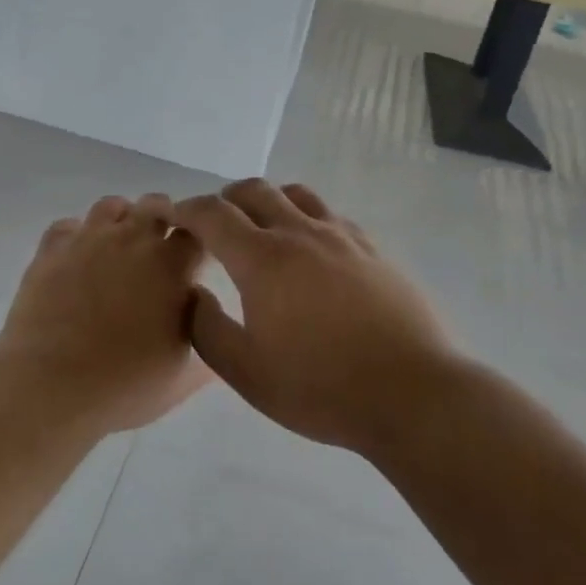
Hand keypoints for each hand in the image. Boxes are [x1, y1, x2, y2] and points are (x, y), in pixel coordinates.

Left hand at [0, 194, 212, 433]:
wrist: (50, 386)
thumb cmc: (125, 384)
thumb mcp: (182, 376)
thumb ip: (205, 339)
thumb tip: (210, 320)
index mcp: (171, 264)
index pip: (198, 230)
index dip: (201, 240)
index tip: (196, 260)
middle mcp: (132, 238)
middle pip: (157, 204)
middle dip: (165, 219)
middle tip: (159, 252)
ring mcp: (88, 239)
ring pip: (111, 205)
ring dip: (121, 220)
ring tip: (118, 249)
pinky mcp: (51, 250)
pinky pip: (67, 226)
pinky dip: (76, 236)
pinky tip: (77, 259)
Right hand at [166, 180, 453, 454]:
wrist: (412, 394)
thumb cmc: (321, 387)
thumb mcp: (247, 373)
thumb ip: (207, 330)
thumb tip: (194, 295)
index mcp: (263, 259)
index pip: (213, 214)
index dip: (187, 210)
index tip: (174, 218)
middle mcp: (299, 233)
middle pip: (254, 190)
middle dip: (225, 199)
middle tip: (214, 225)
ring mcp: (341, 237)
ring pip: (296, 194)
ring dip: (268, 201)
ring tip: (262, 228)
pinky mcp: (372, 249)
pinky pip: (330, 214)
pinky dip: (306, 217)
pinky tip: (311, 248)